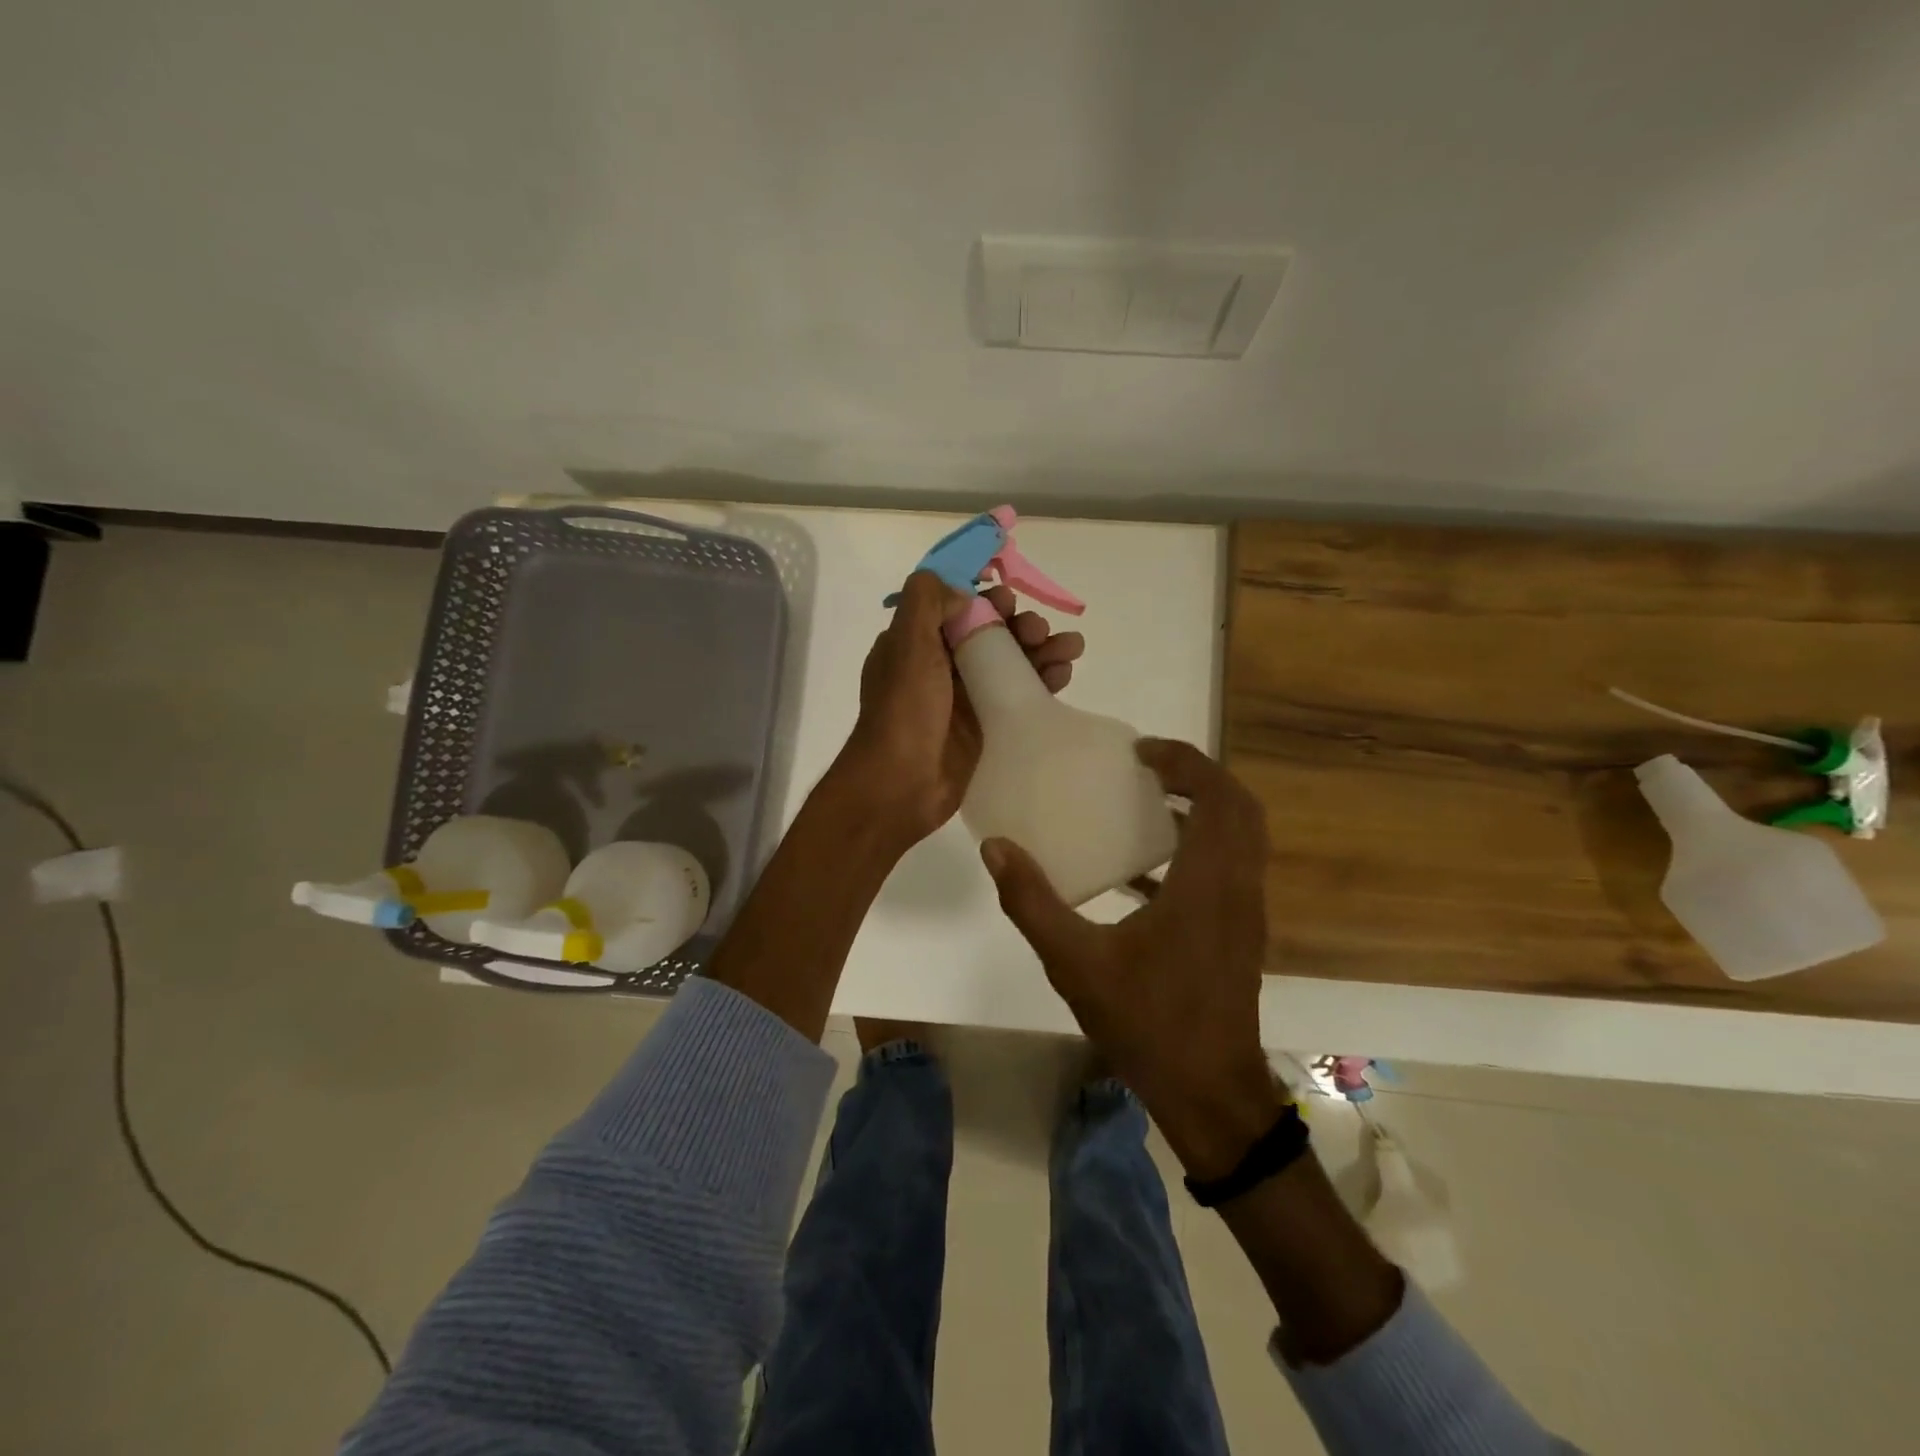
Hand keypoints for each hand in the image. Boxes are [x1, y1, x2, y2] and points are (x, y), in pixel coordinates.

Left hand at [829, 570, 1084, 853]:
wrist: (901, 785)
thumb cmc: (904, 711)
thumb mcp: (906, 644)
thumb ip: (927, 602)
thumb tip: (964, 592)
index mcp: (916, 643)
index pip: (957, 608)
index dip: (986, 600)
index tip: (1008, 600)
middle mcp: (941, 666)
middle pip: (991, 634)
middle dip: (1020, 626)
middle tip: (1039, 631)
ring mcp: (966, 698)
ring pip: (1011, 663)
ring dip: (1041, 649)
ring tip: (1070, 648)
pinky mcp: (987, 726)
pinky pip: (1019, 695)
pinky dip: (1043, 681)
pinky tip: (1064, 674)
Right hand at [979, 739, 1282, 1177]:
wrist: (1209, 1094)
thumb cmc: (1147, 1023)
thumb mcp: (1075, 962)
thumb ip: (1032, 902)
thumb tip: (997, 847)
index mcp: (1207, 884)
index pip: (1217, 797)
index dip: (1185, 761)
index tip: (1141, 751)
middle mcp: (1238, 888)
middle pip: (1238, 808)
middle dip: (1198, 776)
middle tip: (1147, 768)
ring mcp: (1245, 913)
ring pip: (1240, 838)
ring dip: (1202, 810)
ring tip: (1147, 803)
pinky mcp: (1240, 934)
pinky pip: (1229, 868)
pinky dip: (1198, 848)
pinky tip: (1145, 871)